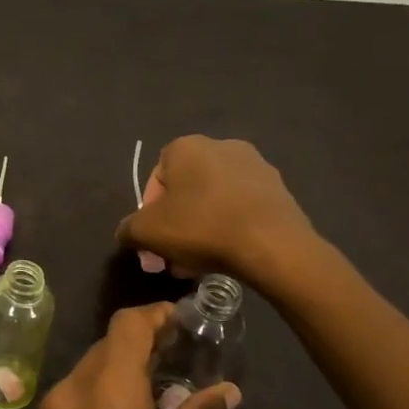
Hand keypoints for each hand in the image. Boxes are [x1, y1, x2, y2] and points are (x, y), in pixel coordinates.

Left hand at [23, 304, 239, 408]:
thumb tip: (223, 392)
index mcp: (106, 391)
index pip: (125, 327)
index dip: (154, 317)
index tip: (180, 322)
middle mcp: (67, 394)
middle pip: (103, 351)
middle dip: (138, 349)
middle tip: (177, 362)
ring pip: (85, 377)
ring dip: (117, 377)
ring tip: (156, 397)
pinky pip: (70, 405)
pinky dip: (97, 402)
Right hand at [116, 136, 320, 294]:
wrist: (272, 245)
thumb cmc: (200, 227)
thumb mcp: (145, 232)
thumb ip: (128, 229)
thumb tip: (128, 232)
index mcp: (186, 147)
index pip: (156, 177)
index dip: (149, 210)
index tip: (153, 238)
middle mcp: (222, 146)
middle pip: (187, 190)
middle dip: (176, 222)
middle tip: (173, 254)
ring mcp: (256, 167)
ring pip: (214, 201)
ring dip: (202, 227)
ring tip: (199, 262)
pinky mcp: (280, 190)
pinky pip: (242, 209)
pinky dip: (230, 228)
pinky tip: (227, 256)